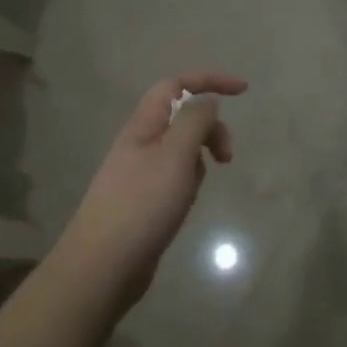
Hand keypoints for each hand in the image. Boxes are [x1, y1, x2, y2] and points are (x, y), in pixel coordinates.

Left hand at [59, 71, 247, 305]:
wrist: (103, 265)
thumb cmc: (142, 205)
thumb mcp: (175, 155)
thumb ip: (194, 121)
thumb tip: (207, 99)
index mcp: (143, 125)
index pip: (176, 85)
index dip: (209, 81)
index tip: (243, 90)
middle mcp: (140, 142)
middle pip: (182, 117)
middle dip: (210, 129)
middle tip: (227, 157)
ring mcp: (140, 172)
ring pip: (181, 149)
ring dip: (198, 160)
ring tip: (194, 190)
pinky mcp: (144, 199)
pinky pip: (175, 177)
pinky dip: (188, 183)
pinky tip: (183, 206)